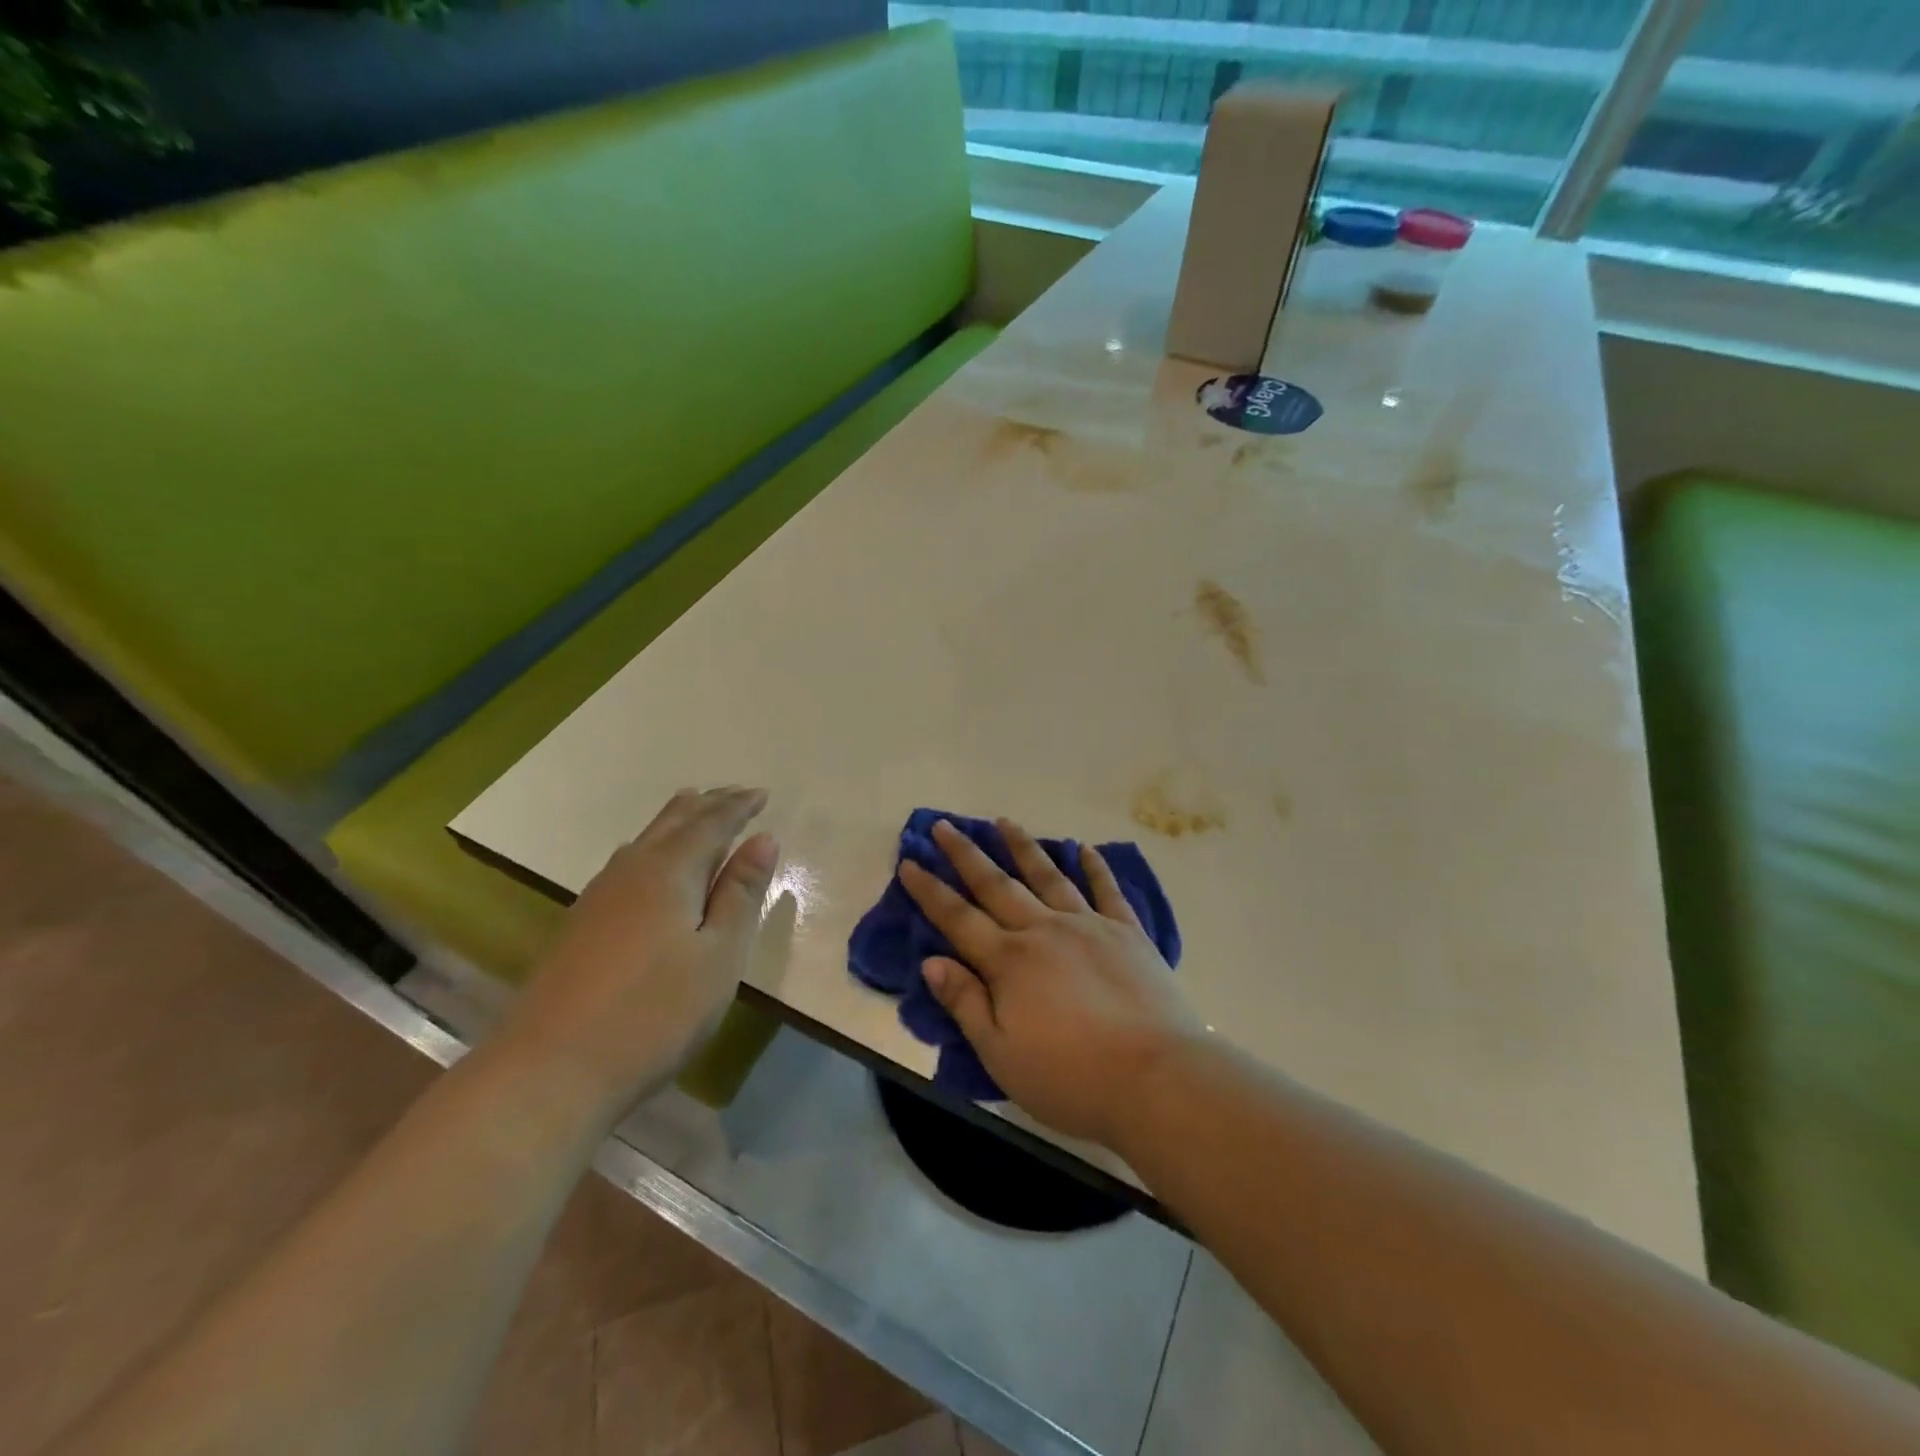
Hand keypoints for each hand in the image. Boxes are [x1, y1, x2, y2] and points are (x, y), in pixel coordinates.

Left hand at [498, 787, 776, 1121]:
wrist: (550, 1070)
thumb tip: (763, 839)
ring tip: (694, 808)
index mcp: (670, 871)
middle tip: (735, 793)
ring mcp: (600, 896)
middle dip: (708, 804)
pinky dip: (653, 847)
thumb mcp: (719, 955)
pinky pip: (628, 862)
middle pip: (673, 822)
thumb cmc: (655, 1012)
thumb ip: (741, 894)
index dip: (738, 807)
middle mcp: (632, 870)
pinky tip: (647, 862)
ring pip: (645, 840)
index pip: (712, 823)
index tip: (762, 793)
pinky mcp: (581, 924)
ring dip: (677, 821)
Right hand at [899, 817, 1201, 1147]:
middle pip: (997, 885)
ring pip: (1047, 876)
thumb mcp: (1002, 1054)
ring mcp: (1088, 925)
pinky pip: (1107, 890)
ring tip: (1004, 821)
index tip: (910, 861)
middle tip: (945, 825)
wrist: (1157, 1078)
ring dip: (1022, 847)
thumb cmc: (1072, 1078)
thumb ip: (965, 1004)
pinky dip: (1095, 867)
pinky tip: (1084, 848)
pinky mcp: (1127, 932)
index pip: (958, 918)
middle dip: (966, 854)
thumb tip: (931, 962)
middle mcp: (1044, 930)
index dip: (930, 890)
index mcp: (1009, 961)